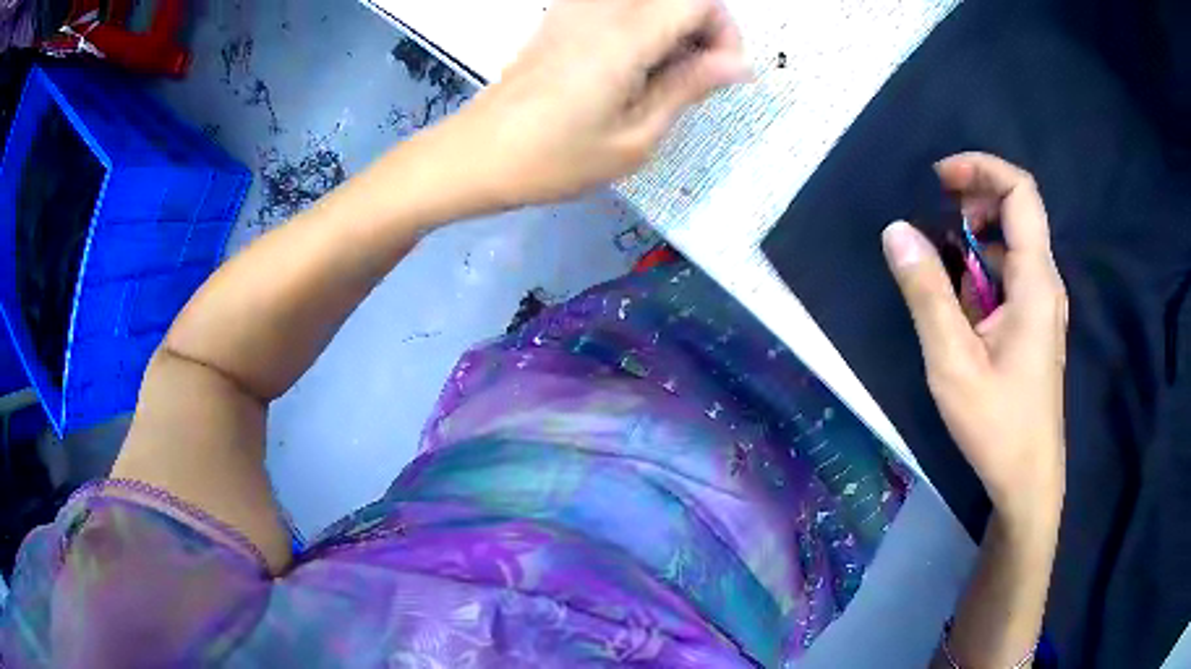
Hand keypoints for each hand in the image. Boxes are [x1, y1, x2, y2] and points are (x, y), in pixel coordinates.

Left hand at [442, 0, 749, 207]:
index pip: (699, 0)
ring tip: (666, 74)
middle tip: (698, 76)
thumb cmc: (554, 159)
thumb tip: (738, 64)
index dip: (725, 31)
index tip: (721, 74)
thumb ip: (688, 88)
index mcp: (625, 36)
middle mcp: (601, 8)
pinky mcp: (560, 16)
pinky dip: (642, 24)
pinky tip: (632, 64)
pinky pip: (619, 4)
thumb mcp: (634, 138)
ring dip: (672, 25)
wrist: (476, 155)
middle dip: (704, 26)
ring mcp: (575, 7)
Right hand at [882, 153, 1067, 525]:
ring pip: (1011, 244)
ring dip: (974, 239)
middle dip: (973, 201)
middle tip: (932, 219)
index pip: (1020, 191)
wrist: (1027, 478)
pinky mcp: (1035, 323)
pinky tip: (958, 303)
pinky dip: (980, 270)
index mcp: (1035, 281)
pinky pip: (1009, 275)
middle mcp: (1045, 281)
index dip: (981, 168)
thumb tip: (897, 231)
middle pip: (1017, 211)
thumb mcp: (953, 362)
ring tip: (937, 264)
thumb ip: (926, 293)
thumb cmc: (996, 425)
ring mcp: (1042, 303)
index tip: (939, 179)